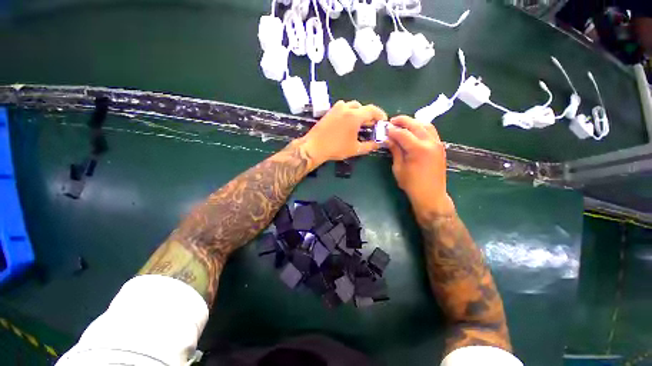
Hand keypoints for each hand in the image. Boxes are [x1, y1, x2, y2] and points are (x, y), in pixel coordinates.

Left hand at [300, 100, 386, 165]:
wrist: (314, 146)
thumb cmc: (336, 148)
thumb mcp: (355, 149)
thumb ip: (370, 146)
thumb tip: (379, 144)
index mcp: (354, 116)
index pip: (372, 110)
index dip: (380, 115)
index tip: (383, 121)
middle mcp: (346, 108)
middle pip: (362, 107)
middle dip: (369, 115)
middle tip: (372, 125)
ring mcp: (336, 108)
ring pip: (352, 106)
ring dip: (359, 113)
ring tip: (360, 124)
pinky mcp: (330, 111)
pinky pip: (343, 108)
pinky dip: (349, 112)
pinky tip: (348, 123)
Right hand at [386, 116, 453, 214]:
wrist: (431, 195)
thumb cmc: (411, 184)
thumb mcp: (398, 168)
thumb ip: (395, 150)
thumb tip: (388, 139)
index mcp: (418, 149)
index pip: (403, 133)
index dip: (392, 130)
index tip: (384, 128)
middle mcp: (430, 142)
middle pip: (415, 124)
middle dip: (402, 121)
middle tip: (391, 121)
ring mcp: (438, 143)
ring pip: (426, 125)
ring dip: (413, 122)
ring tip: (402, 125)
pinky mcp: (440, 146)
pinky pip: (431, 131)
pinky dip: (421, 128)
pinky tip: (413, 132)